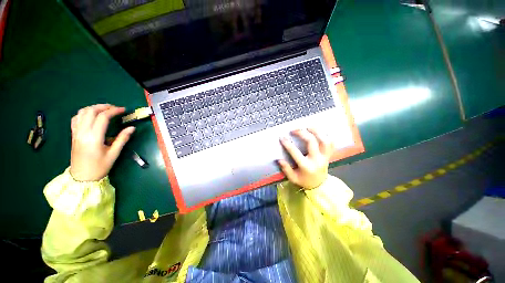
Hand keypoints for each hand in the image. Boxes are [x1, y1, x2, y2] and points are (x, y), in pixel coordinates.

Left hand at [70, 104, 134, 181]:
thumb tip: (132, 128)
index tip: (123, 110)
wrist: (82, 177)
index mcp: (93, 137)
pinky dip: (84, 113)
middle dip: (104, 106)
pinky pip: (76, 119)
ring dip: (94, 108)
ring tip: (105, 110)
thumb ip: (122, 139)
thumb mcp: (114, 153)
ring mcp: (76, 133)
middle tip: (115, 108)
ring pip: (81, 113)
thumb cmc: (100, 167)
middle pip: (90, 111)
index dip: (114, 111)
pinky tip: (92, 116)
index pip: (102, 117)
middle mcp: (83, 132)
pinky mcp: (73, 135)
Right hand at [277, 128, 333, 189]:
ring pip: (324, 140)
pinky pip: (331, 143)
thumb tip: (279, 160)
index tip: (282, 137)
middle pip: (311, 142)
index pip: (295, 153)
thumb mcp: (293, 178)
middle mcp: (317, 160)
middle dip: (302, 133)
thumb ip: (286, 169)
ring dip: (316, 131)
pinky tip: (319, 131)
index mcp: (307, 166)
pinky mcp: (328, 155)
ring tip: (308, 126)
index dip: (287, 144)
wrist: (319, 185)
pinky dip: (326, 135)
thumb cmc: (304, 181)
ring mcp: (324, 157)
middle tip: (294, 130)